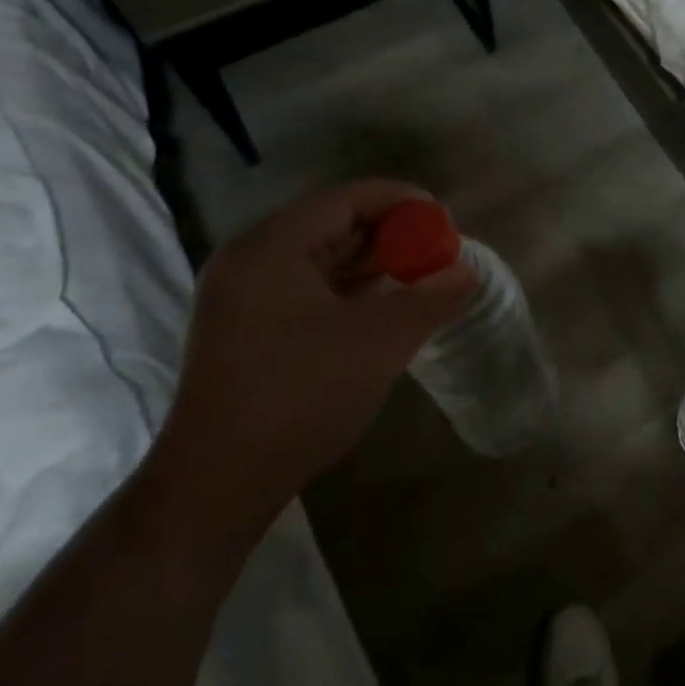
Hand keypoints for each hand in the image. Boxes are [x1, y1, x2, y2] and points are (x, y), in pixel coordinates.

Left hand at [148, 181, 477, 540]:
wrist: (217, 486)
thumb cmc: (300, 397)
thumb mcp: (380, 342)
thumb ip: (430, 298)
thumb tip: (466, 272)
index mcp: (271, 247)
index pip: (346, 199)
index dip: (401, 202)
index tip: (445, 220)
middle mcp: (250, 260)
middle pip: (332, 225)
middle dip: (390, 235)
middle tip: (437, 252)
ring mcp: (242, 297)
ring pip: (321, 259)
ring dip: (372, 264)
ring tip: (420, 278)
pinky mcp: (246, 330)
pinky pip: (307, 289)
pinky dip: (349, 290)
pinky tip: (384, 308)